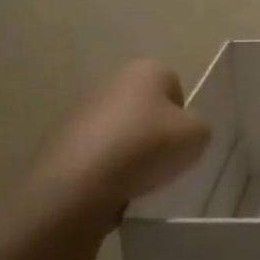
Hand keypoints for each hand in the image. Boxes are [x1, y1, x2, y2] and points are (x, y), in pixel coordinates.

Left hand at [20, 60, 210, 225]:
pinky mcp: (60, 143)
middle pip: (145, 109)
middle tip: (163, 162)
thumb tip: (183, 132)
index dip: (183, 115)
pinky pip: (96, 155)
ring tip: (137, 181)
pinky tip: (111, 189)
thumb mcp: (198, 136)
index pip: (175, 86)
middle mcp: (111, 82)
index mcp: (145, 70)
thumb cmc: (145, 148)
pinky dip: (106, 170)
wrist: (77, 185)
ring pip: (120, 133)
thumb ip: (199, 128)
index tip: (181, 141)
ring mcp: (80, 112)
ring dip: (130, 152)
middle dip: (155, 133)